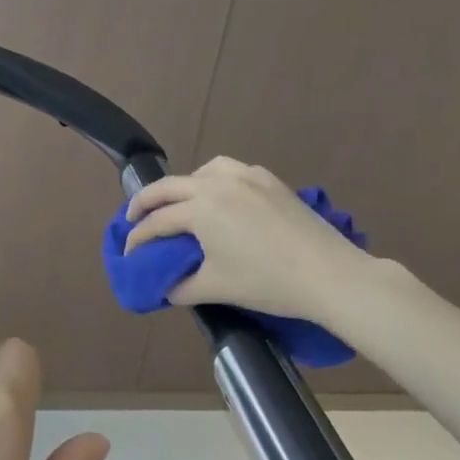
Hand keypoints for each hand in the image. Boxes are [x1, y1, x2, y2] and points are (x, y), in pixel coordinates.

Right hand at [124, 157, 373, 323]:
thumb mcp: (218, 288)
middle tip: (133, 219)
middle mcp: (216, 184)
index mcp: (200, 209)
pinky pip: (228, 170)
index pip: (157, 222)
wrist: (331, 276)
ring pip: (199, 172)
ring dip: (180, 187)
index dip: (138, 238)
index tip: (128, 252)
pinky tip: (218, 197)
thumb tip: (166, 289)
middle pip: (168, 187)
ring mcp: (245, 177)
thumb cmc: (269, 283)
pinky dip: (212, 179)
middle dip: (145, 203)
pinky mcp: (269, 180)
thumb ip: (183, 287)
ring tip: (177, 205)